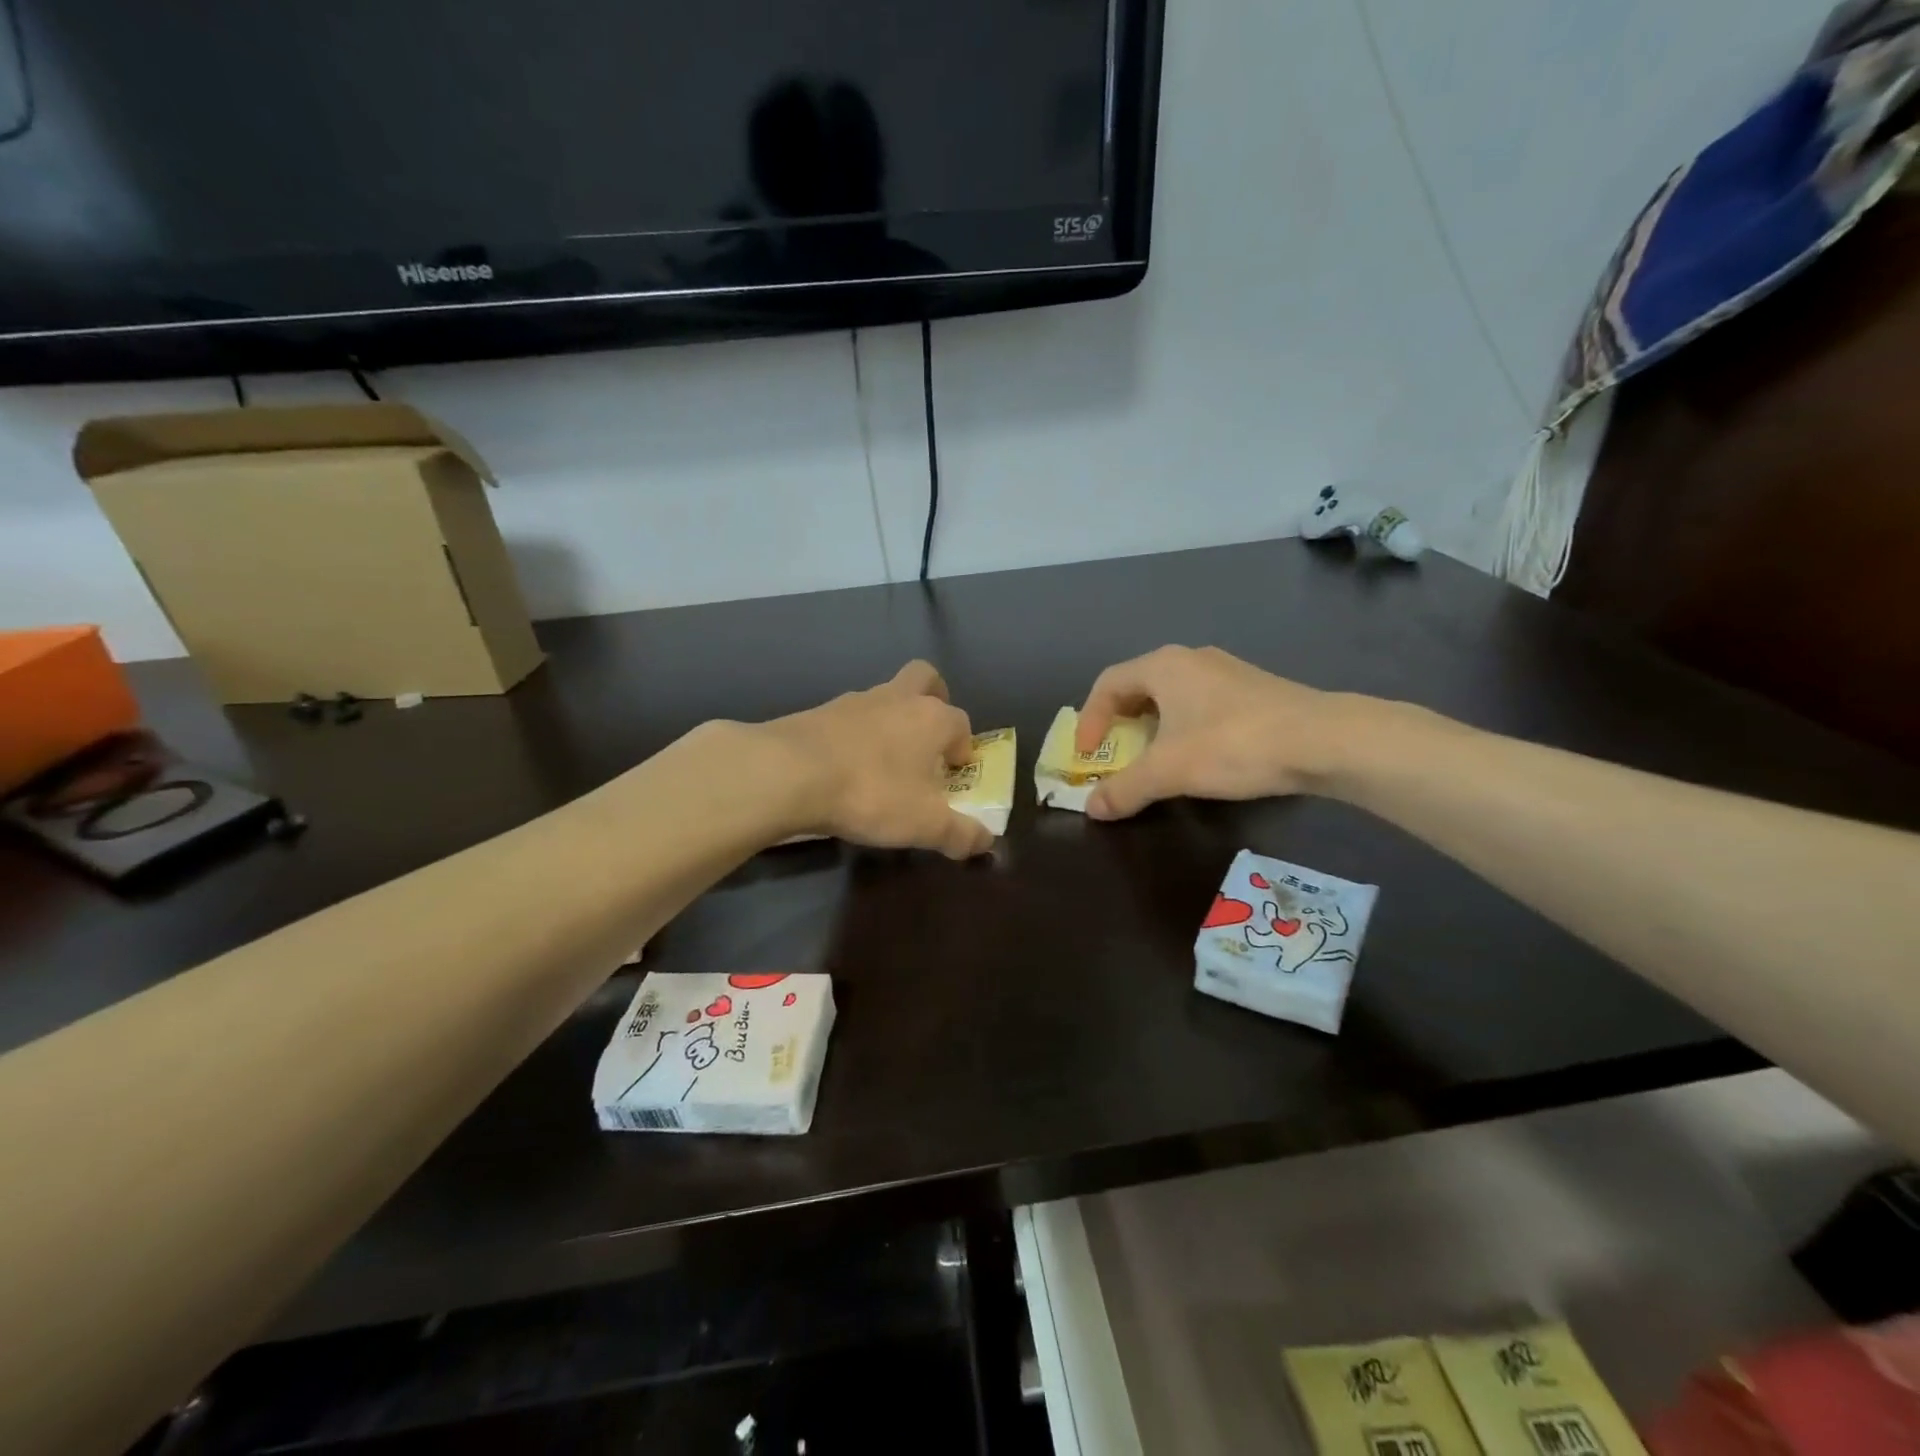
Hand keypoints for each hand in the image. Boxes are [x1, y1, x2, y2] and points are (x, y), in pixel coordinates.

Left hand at [757, 660, 992, 858]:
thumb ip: (960, 834)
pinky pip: (848, 717)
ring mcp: (855, 701)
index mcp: (932, 718)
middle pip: (925, 679)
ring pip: (884, 697)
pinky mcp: (819, 712)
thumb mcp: (924, 825)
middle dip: (934, 701)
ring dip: (891, 720)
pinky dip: (855, 735)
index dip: (962, 748)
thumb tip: (987, 843)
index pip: (961, 723)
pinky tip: (845, 766)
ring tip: (883, 762)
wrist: (790, 772)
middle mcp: (897, 699)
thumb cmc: (872, 793)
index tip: (954, 775)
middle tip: (928, 738)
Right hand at [1074, 646, 1352, 818]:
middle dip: (1119, 722)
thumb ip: (1125, 788)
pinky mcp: (1253, 691)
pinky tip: (1197, 756)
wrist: (1323, 740)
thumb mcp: (1169, 771)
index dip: (1089, 719)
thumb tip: (1091, 808)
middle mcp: (1191, 659)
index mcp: (1164, 666)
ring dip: (1152, 726)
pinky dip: (1182, 727)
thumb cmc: (1233, 745)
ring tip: (1151, 758)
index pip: (1107, 683)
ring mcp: (1226, 672)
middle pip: (1138, 686)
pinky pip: (1200, 704)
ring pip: (1172, 695)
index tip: (1086, 754)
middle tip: (1113, 754)